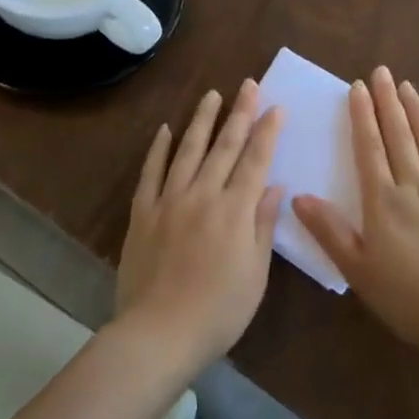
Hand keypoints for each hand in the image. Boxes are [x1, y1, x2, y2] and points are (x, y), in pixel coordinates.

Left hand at [116, 81, 283, 374]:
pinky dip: (158, 149)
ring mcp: (169, 201)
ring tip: (211, 95)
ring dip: (202, 120)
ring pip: (188, 150)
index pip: (255, 161)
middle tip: (248, 85)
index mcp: (235, 211)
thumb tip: (274, 186)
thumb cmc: (218, 311)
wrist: (158, 333)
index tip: (275, 106)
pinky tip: (164, 130)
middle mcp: (203, 195)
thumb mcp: (255, 274)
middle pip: (224, 146)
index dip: (267, 132)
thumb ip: (263, 225)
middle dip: (239, 113)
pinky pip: (151, 173)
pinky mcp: (143, 213)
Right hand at [293, 67, 418, 359]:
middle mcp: (415, 188)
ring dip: (418, 112)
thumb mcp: (358, 270)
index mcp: (384, 202)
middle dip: (389, 102)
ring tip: (409, 87)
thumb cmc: (408, 298)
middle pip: (400, 136)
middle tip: (383, 71)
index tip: (357, 87)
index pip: (370, 148)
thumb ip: (329, 231)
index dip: (362, 116)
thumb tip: (299, 197)